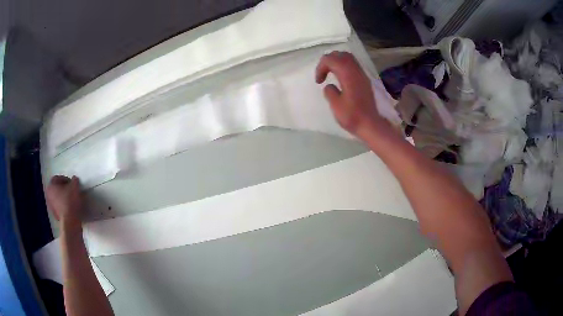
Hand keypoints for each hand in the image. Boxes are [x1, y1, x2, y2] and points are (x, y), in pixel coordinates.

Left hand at [46, 176, 82, 232]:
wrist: (70, 222)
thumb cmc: (70, 201)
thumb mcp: (75, 186)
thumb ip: (74, 180)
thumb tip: (74, 180)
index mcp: (51, 185)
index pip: (58, 178)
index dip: (66, 179)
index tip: (72, 184)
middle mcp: (48, 195)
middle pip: (57, 189)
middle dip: (64, 189)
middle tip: (72, 191)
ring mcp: (51, 207)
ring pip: (58, 199)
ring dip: (64, 198)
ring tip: (72, 201)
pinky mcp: (56, 215)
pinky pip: (60, 208)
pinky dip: (65, 207)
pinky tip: (71, 209)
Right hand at [315, 51, 390, 139]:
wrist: (371, 125)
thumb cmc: (352, 116)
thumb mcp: (335, 105)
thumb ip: (329, 92)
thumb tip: (330, 86)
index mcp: (347, 75)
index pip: (331, 59)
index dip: (321, 67)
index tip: (318, 81)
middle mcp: (356, 71)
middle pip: (340, 55)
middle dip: (328, 61)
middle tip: (322, 73)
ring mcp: (362, 75)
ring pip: (348, 58)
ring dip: (337, 62)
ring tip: (330, 73)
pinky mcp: (364, 80)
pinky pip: (353, 66)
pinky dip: (344, 67)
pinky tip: (340, 79)